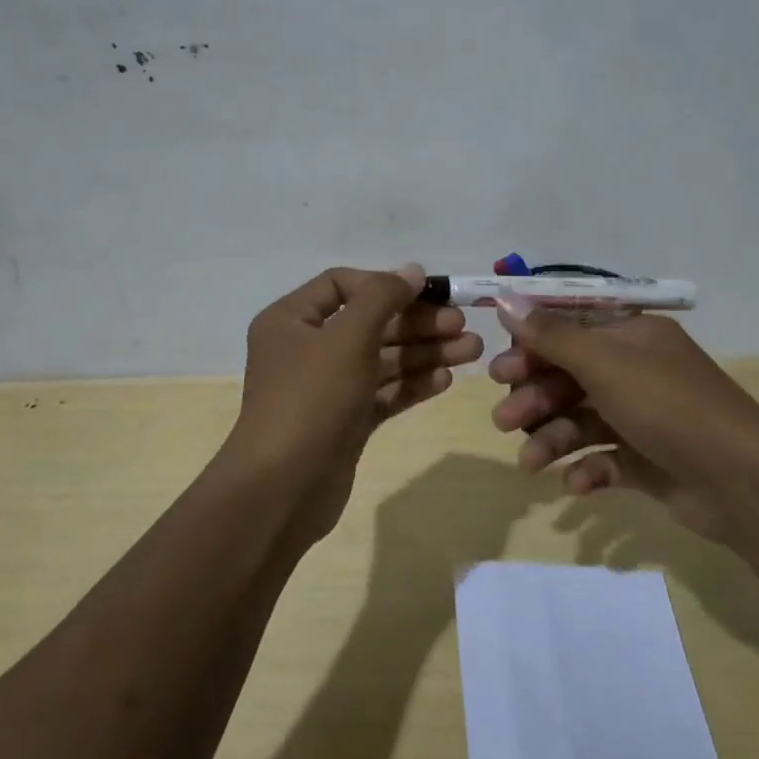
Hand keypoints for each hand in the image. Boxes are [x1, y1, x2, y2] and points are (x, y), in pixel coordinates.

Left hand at [223, 265, 482, 543]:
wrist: (284, 488)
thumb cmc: (312, 399)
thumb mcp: (347, 337)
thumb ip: (382, 298)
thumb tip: (412, 270)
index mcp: (292, 320)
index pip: (342, 284)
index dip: (385, 285)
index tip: (428, 293)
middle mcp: (307, 349)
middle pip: (370, 323)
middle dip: (418, 324)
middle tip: (464, 327)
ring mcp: (327, 388)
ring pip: (382, 360)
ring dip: (425, 353)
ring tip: (473, 352)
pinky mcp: (345, 421)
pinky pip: (382, 393)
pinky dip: (412, 384)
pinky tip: (446, 379)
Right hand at [488, 304, 758, 544]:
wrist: (741, 480)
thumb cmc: (667, 406)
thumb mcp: (604, 363)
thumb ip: (551, 335)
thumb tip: (505, 299)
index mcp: (632, 337)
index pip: (570, 331)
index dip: (531, 348)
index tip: (499, 370)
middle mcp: (638, 371)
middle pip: (570, 378)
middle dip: (535, 398)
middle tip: (505, 420)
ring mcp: (644, 417)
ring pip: (582, 420)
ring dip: (552, 439)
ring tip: (530, 463)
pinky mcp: (649, 460)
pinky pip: (605, 458)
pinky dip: (586, 469)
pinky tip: (575, 484)